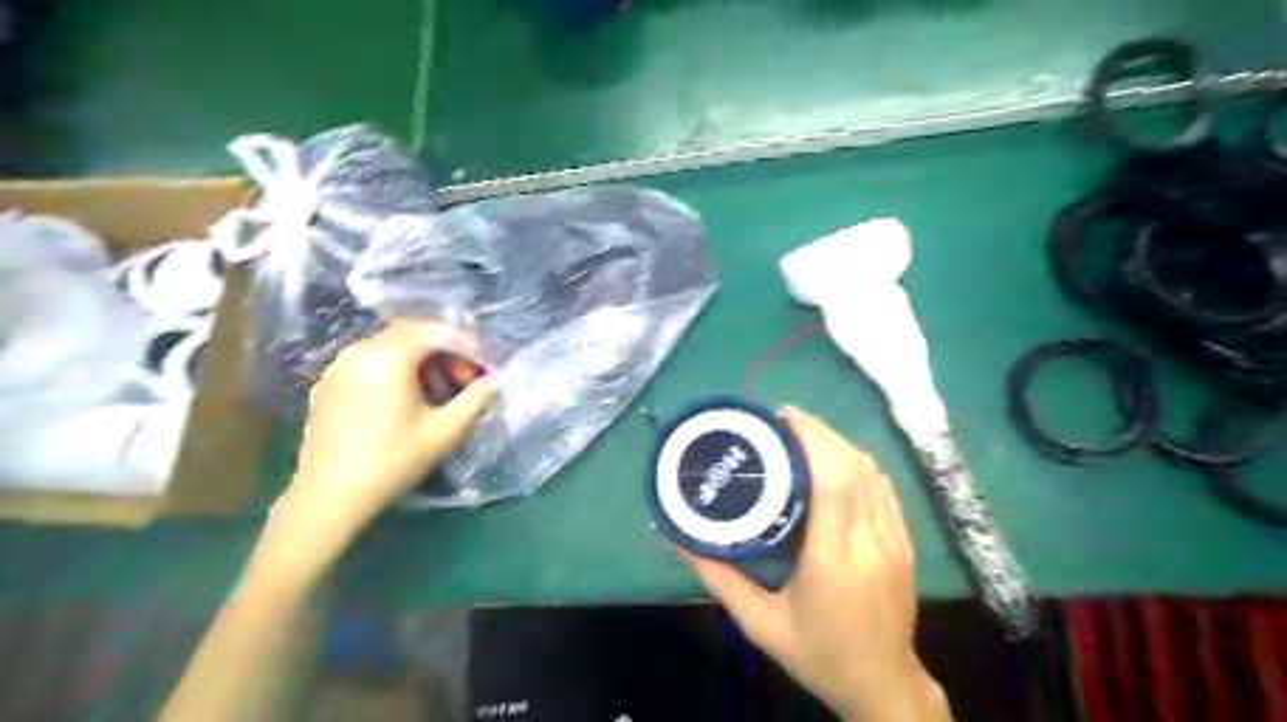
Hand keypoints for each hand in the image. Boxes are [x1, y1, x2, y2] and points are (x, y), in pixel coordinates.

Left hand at [264, 319, 494, 564]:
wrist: (329, 497)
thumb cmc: (394, 460)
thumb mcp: (446, 431)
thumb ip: (476, 399)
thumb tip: (496, 381)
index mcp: (389, 356)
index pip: (437, 332)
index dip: (467, 345)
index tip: (486, 368)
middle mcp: (360, 350)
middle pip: (412, 333)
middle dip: (444, 350)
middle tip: (465, 379)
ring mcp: (339, 366)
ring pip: (389, 346)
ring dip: (420, 360)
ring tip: (438, 392)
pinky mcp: (327, 384)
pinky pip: (369, 362)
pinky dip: (394, 369)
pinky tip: (405, 400)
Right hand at [682, 409, 943, 718]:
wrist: (883, 685)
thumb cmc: (818, 655)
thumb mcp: (760, 625)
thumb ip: (719, 579)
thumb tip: (679, 539)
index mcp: (834, 560)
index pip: (833, 480)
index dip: (812, 439)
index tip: (783, 417)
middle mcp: (870, 542)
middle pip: (854, 466)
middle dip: (821, 433)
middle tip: (783, 420)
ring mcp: (894, 540)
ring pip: (873, 472)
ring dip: (839, 443)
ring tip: (804, 435)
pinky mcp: (904, 542)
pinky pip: (885, 488)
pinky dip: (859, 462)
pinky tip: (835, 460)